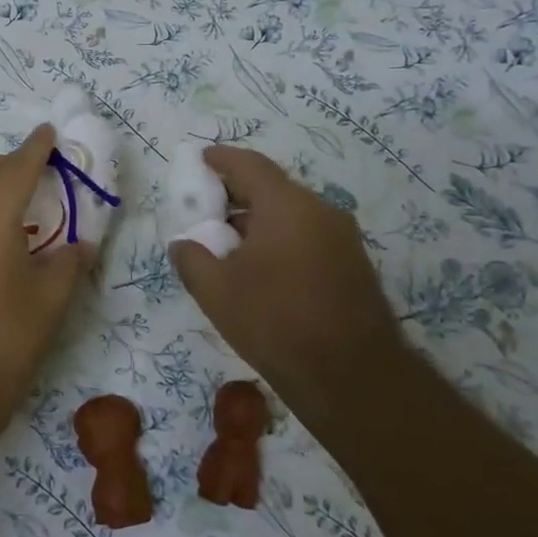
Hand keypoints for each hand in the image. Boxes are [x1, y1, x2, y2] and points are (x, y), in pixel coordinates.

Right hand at [168, 146, 406, 422]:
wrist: (351, 377)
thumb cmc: (275, 323)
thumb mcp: (215, 291)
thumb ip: (192, 258)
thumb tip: (184, 243)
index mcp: (287, 206)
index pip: (249, 165)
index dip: (221, 159)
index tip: (200, 159)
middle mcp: (321, 211)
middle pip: (272, 188)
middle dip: (236, 192)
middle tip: (206, 207)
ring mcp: (343, 238)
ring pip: (291, 214)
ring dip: (258, 219)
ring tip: (227, 243)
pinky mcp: (353, 265)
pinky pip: (307, 235)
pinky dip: (279, 238)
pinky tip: (260, 267)